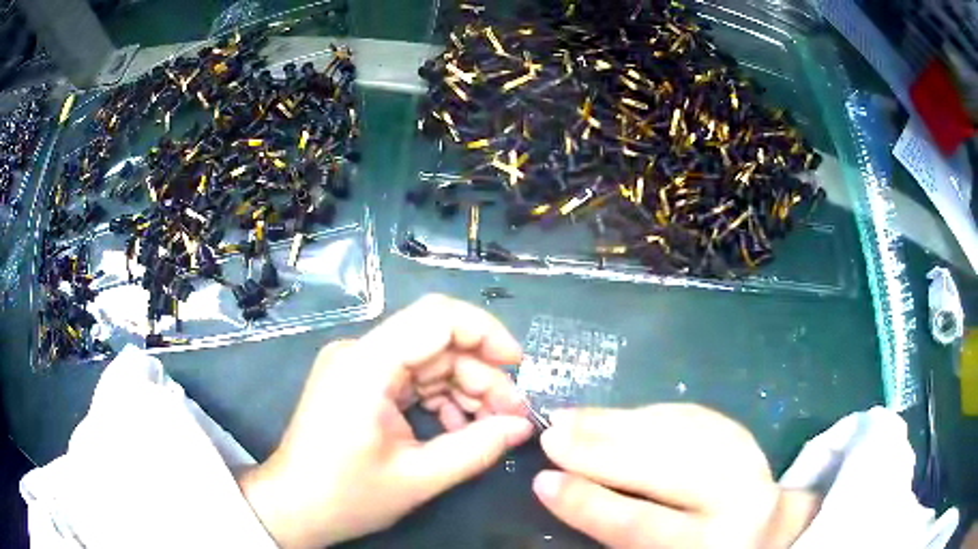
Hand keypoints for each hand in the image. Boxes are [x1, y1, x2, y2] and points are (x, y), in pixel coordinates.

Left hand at [238, 294, 533, 547]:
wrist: (292, 507)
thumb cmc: (345, 496)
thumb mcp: (418, 478)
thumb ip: (476, 448)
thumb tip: (523, 426)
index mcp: (366, 365)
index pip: (437, 317)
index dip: (485, 333)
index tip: (519, 366)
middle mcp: (359, 352)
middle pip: (437, 342)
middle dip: (481, 375)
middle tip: (512, 416)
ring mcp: (357, 365)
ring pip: (428, 360)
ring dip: (464, 389)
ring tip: (489, 426)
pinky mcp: (358, 381)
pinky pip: (411, 377)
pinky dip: (440, 398)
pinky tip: (456, 428)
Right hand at [532, 405, 820, 547]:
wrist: (760, 536)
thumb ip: (617, 530)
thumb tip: (562, 488)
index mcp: (713, 543)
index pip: (642, 525)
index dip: (589, 504)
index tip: (542, 481)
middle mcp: (739, 500)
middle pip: (666, 468)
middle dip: (602, 449)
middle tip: (552, 433)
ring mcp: (749, 462)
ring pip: (681, 433)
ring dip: (620, 422)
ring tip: (573, 417)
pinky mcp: (745, 437)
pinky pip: (694, 417)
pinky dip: (650, 414)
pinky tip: (618, 414)